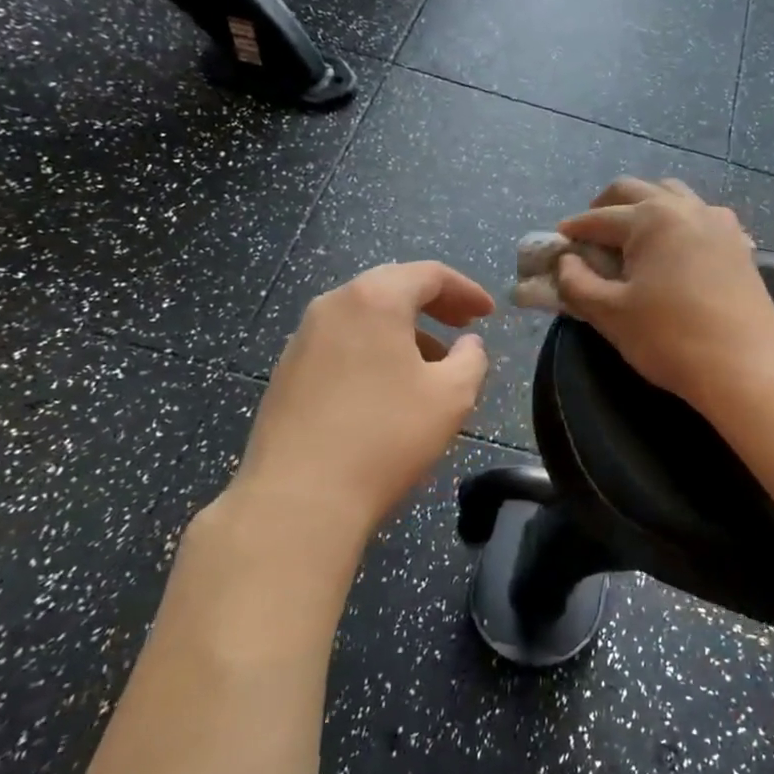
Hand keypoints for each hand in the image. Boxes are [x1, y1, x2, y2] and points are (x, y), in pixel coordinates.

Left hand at [224, 262, 494, 554]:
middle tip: (463, 325)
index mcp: (374, 299)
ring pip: (364, 318)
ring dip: (403, 331)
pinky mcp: (286, 373)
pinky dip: (373, 351)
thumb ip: (471, 360)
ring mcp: (302, 339)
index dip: (466, 290)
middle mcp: (332, 305)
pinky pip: (340, 344)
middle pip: (391, 288)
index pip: (429, 274)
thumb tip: (468, 345)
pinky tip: (387, 389)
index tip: (488, 314)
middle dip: (433, 305)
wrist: (298, 498)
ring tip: (431, 364)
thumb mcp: (452, 396)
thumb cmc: (386, 436)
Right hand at [556, 177, 773, 407]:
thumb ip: (577, 283)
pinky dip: (677, 221)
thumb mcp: (611, 314)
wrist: (747, 363)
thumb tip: (567, 261)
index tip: (556, 245)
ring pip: (671, 195)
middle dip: (605, 208)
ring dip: (643, 207)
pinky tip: (673, 249)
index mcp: (650, 218)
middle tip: (589, 237)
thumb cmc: (671, 338)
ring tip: (630, 238)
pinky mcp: (737, 241)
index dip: (573, 231)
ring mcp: (716, 220)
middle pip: (634, 191)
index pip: (598, 218)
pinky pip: (699, 215)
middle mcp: (684, 207)